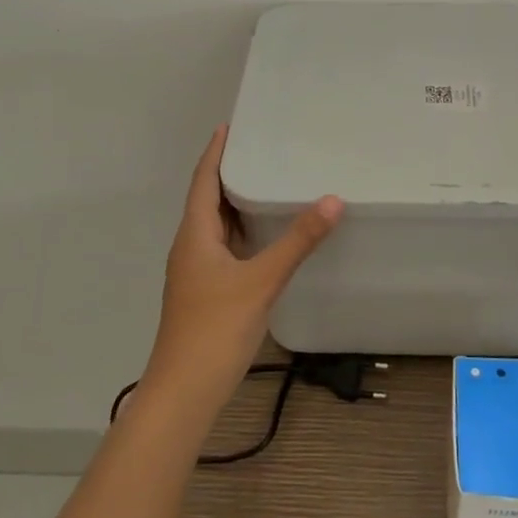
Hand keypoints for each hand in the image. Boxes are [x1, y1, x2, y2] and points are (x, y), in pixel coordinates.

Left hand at [140, 126, 342, 420]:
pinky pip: (225, 248)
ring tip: (270, 183)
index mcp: (194, 235)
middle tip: (264, 149)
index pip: (203, 180)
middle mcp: (191, 247)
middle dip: (231, 173)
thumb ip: (297, 241)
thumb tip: (332, 200)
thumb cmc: (215, 329)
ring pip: (217, 226)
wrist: (185, 391)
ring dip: (238, 204)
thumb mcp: (261, 281)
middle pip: (208, 200)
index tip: (232, 126)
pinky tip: (267, 236)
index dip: (216, 152)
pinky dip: (244, 233)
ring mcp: (197, 272)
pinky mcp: (207, 292)